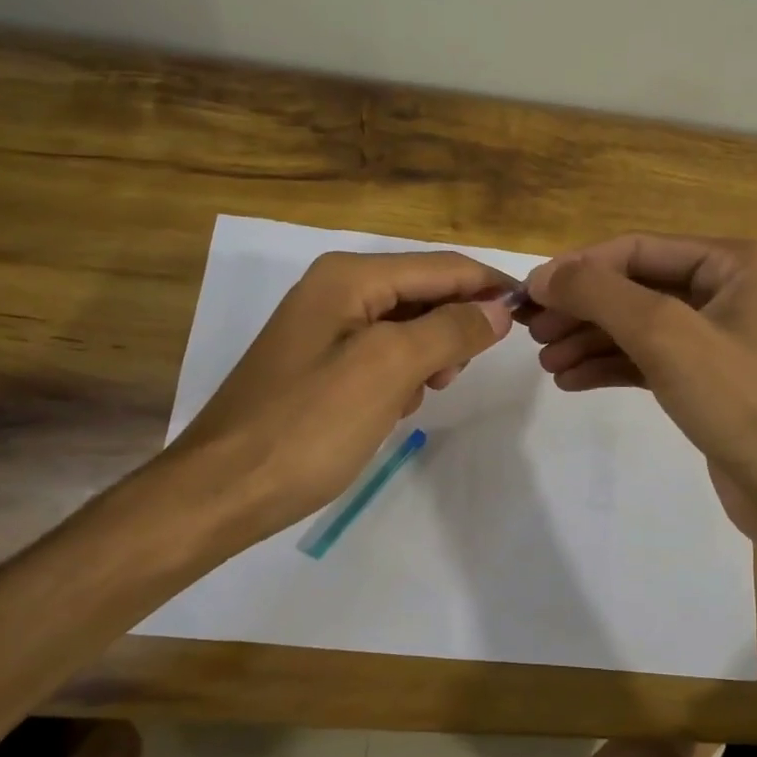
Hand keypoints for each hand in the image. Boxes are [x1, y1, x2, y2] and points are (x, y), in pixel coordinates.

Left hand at [157, 250, 515, 549]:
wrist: (223, 490)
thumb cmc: (308, 426)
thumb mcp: (388, 369)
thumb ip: (449, 330)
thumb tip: (497, 310)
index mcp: (349, 277)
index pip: (443, 267)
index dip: (491, 288)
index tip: (533, 317)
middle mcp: (335, 289)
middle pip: (424, 292)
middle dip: (453, 329)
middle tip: (454, 376)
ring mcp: (324, 327)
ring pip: (406, 327)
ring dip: (427, 358)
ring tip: (418, 397)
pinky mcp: (319, 364)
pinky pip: (381, 355)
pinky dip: (399, 377)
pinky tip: (390, 410)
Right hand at [522, 234, 756, 573]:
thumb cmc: (742, 400)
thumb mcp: (665, 334)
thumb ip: (600, 295)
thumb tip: (543, 275)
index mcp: (732, 262)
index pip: (636, 249)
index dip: (578, 268)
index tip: (528, 295)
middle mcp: (727, 291)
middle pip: (634, 287)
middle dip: (582, 309)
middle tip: (531, 332)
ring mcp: (718, 339)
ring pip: (638, 327)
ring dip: (590, 340)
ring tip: (547, 362)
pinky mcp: (707, 382)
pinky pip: (648, 361)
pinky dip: (610, 366)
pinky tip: (571, 380)